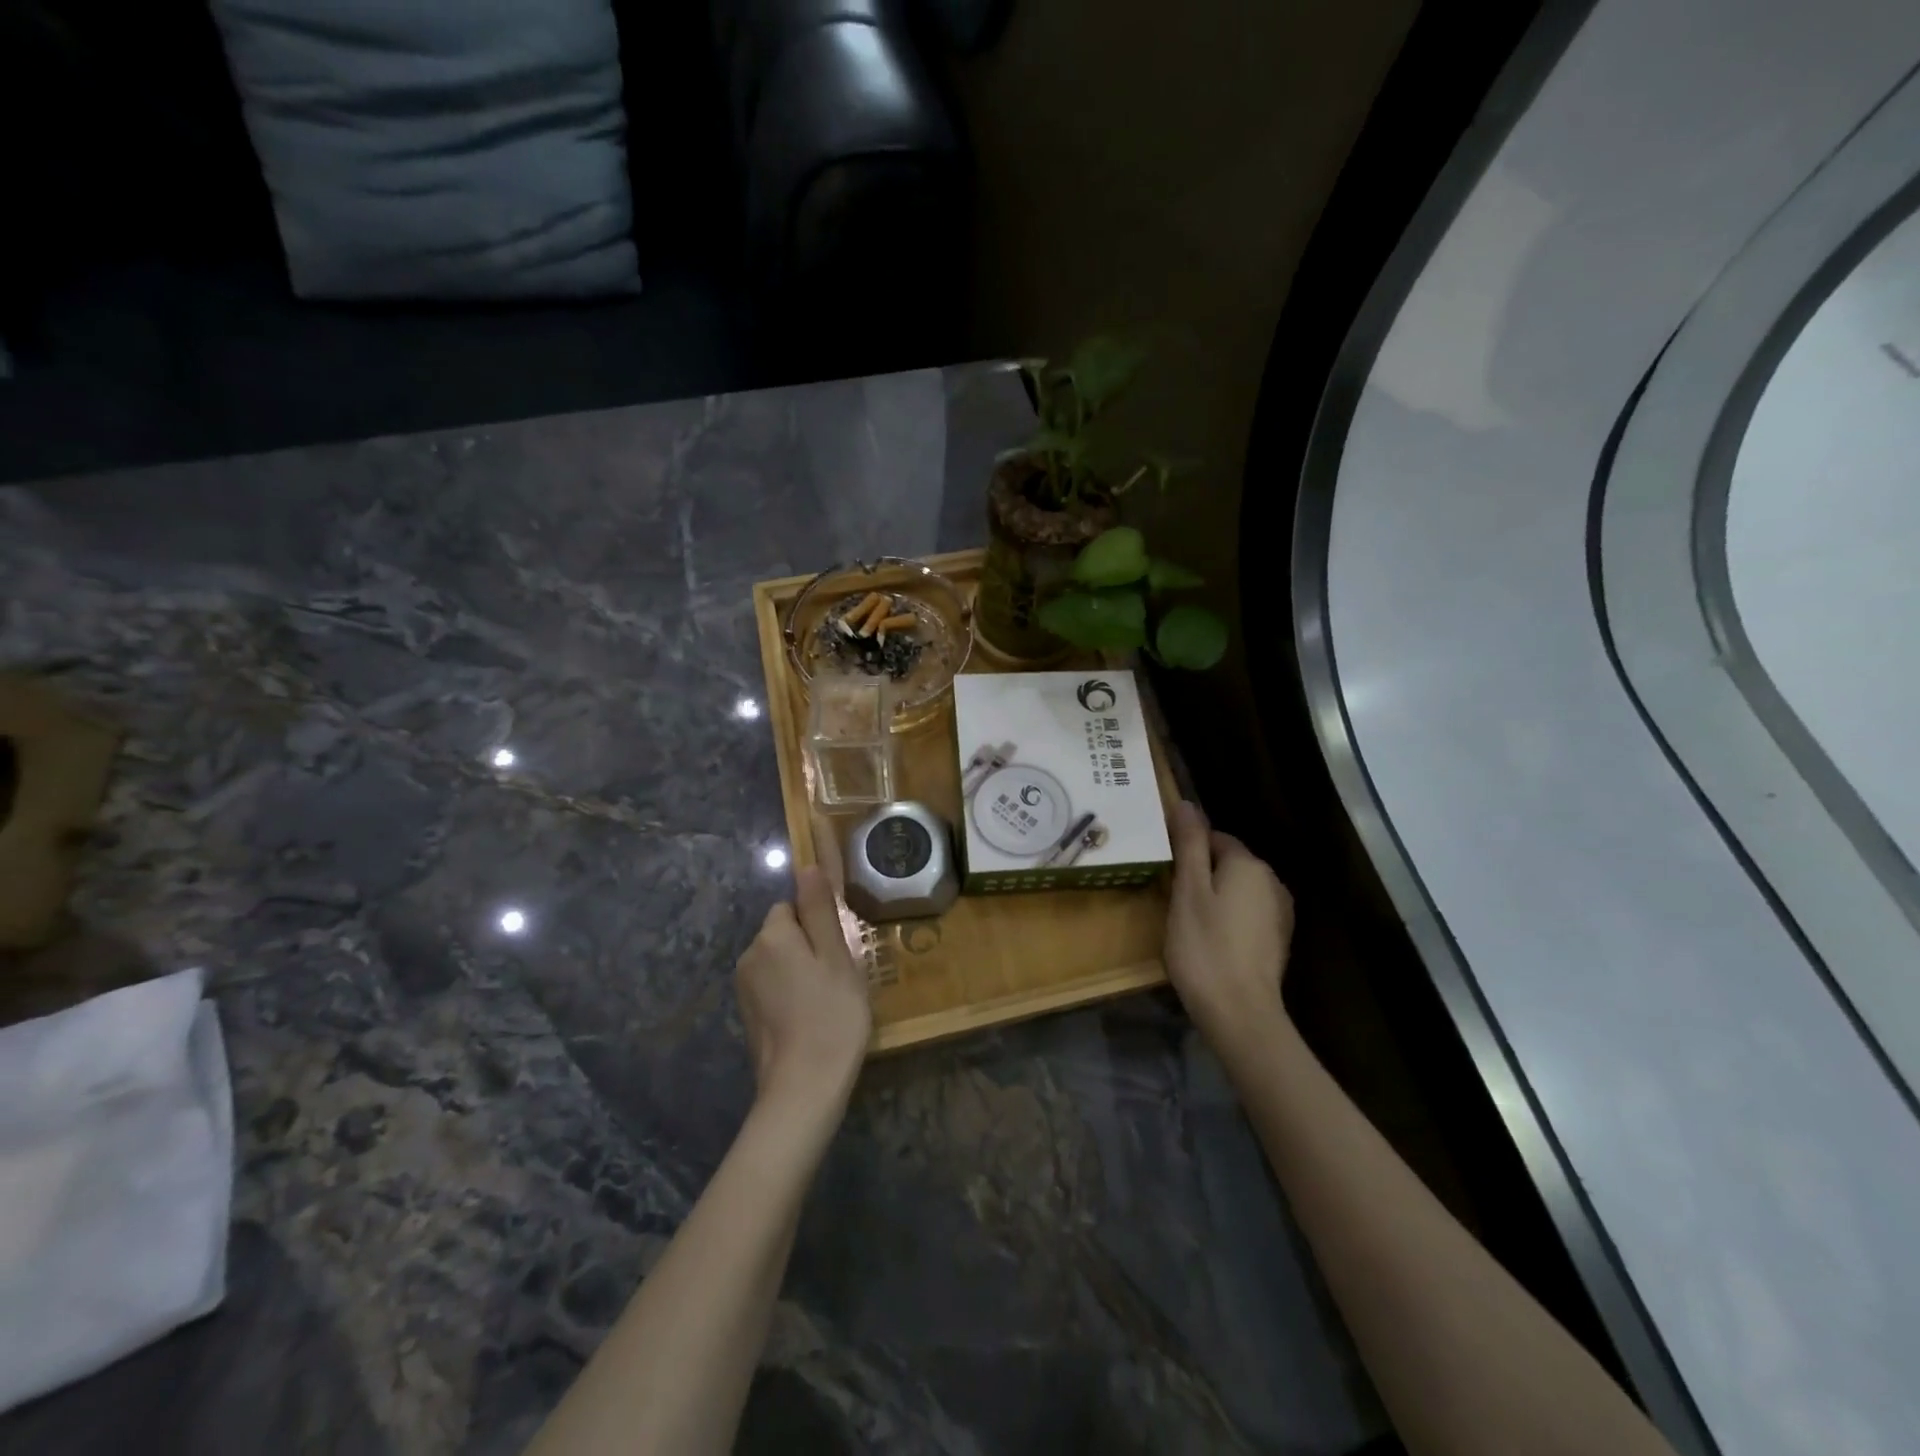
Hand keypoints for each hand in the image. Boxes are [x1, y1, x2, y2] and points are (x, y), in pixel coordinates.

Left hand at [736, 865, 872, 1115]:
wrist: (804, 1088)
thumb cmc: (831, 1015)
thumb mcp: (836, 956)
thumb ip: (820, 910)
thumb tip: (806, 866)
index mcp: (772, 936)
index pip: (792, 906)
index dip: (817, 923)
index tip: (838, 950)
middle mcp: (749, 956)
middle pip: (783, 933)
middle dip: (808, 946)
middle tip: (838, 977)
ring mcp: (744, 989)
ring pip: (779, 961)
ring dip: (800, 971)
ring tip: (828, 1001)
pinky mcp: (747, 1016)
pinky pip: (772, 988)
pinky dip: (790, 995)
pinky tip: (810, 1019)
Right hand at [1165, 801, 1295, 1058]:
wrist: (1240, 1012)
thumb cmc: (1204, 947)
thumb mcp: (1188, 891)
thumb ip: (1189, 844)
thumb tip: (1186, 802)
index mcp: (1248, 864)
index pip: (1214, 838)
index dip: (1186, 852)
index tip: (1166, 875)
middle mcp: (1271, 881)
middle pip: (1228, 863)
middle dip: (1201, 874)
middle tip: (1173, 901)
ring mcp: (1280, 912)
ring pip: (1238, 889)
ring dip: (1215, 898)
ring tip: (1189, 923)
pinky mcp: (1278, 939)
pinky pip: (1248, 913)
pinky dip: (1229, 919)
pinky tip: (1212, 942)